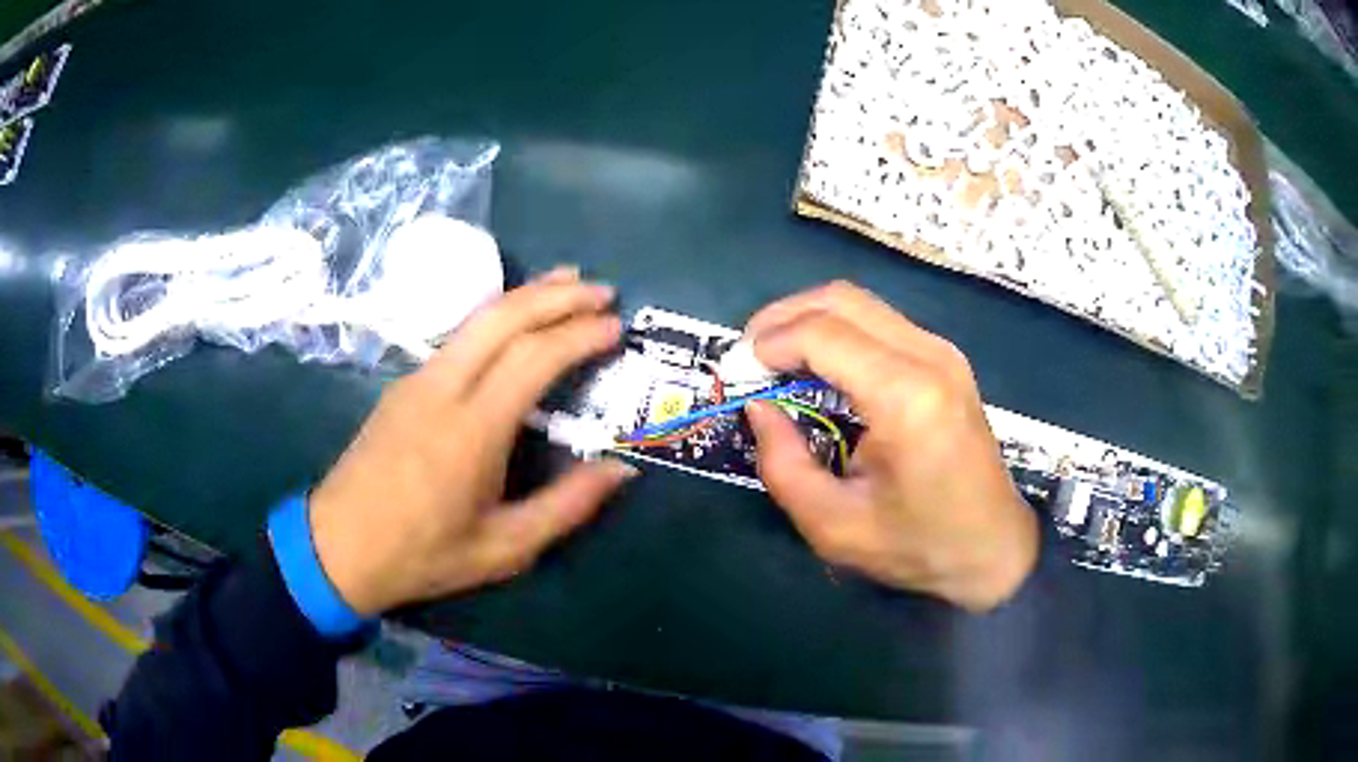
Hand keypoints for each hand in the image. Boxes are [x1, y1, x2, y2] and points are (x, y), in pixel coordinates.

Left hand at [308, 268, 636, 615]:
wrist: (337, 547)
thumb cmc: (422, 554)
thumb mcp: (503, 548)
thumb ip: (567, 507)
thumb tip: (622, 470)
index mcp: (471, 431)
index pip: (533, 357)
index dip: (579, 334)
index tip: (616, 326)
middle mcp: (442, 389)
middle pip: (503, 317)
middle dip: (557, 295)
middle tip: (602, 290)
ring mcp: (417, 380)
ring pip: (477, 317)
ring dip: (526, 294)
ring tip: (568, 283)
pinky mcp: (403, 384)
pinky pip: (459, 335)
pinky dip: (498, 315)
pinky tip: (516, 321)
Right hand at [742, 282, 1037, 611]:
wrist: (994, 549)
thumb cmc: (917, 546)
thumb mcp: (833, 525)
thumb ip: (783, 464)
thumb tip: (758, 407)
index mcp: (905, 398)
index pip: (822, 334)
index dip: (768, 344)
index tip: (736, 373)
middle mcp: (929, 357)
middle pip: (840, 299)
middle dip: (782, 318)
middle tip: (749, 357)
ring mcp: (942, 351)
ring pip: (860, 302)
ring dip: (809, 320)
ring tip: (775, 359)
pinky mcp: (945, 358)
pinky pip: (879, 321)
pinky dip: (837, 330)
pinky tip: (817, 365)